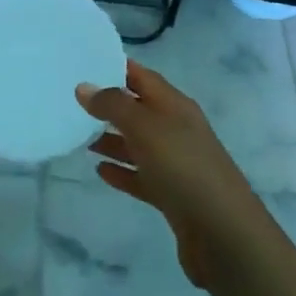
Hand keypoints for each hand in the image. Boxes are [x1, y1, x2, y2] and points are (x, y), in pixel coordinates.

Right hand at [76, 61, 259, 287]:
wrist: (223, 233)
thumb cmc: (183, 167)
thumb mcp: (145, 128)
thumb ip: (113, 105)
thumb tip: (84, 87)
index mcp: (175, 106)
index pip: (143, 77)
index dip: (118, 67)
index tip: (86, 62)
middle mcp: (177, 130)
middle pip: (139, 110)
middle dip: (109, 105)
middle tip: (73, 101)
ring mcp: (176, 164)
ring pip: (138, 144)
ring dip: (111, 139)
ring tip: (79, 136)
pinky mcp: (172, 195)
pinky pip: (141, 176)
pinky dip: (122, 171)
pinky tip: (99, 171)